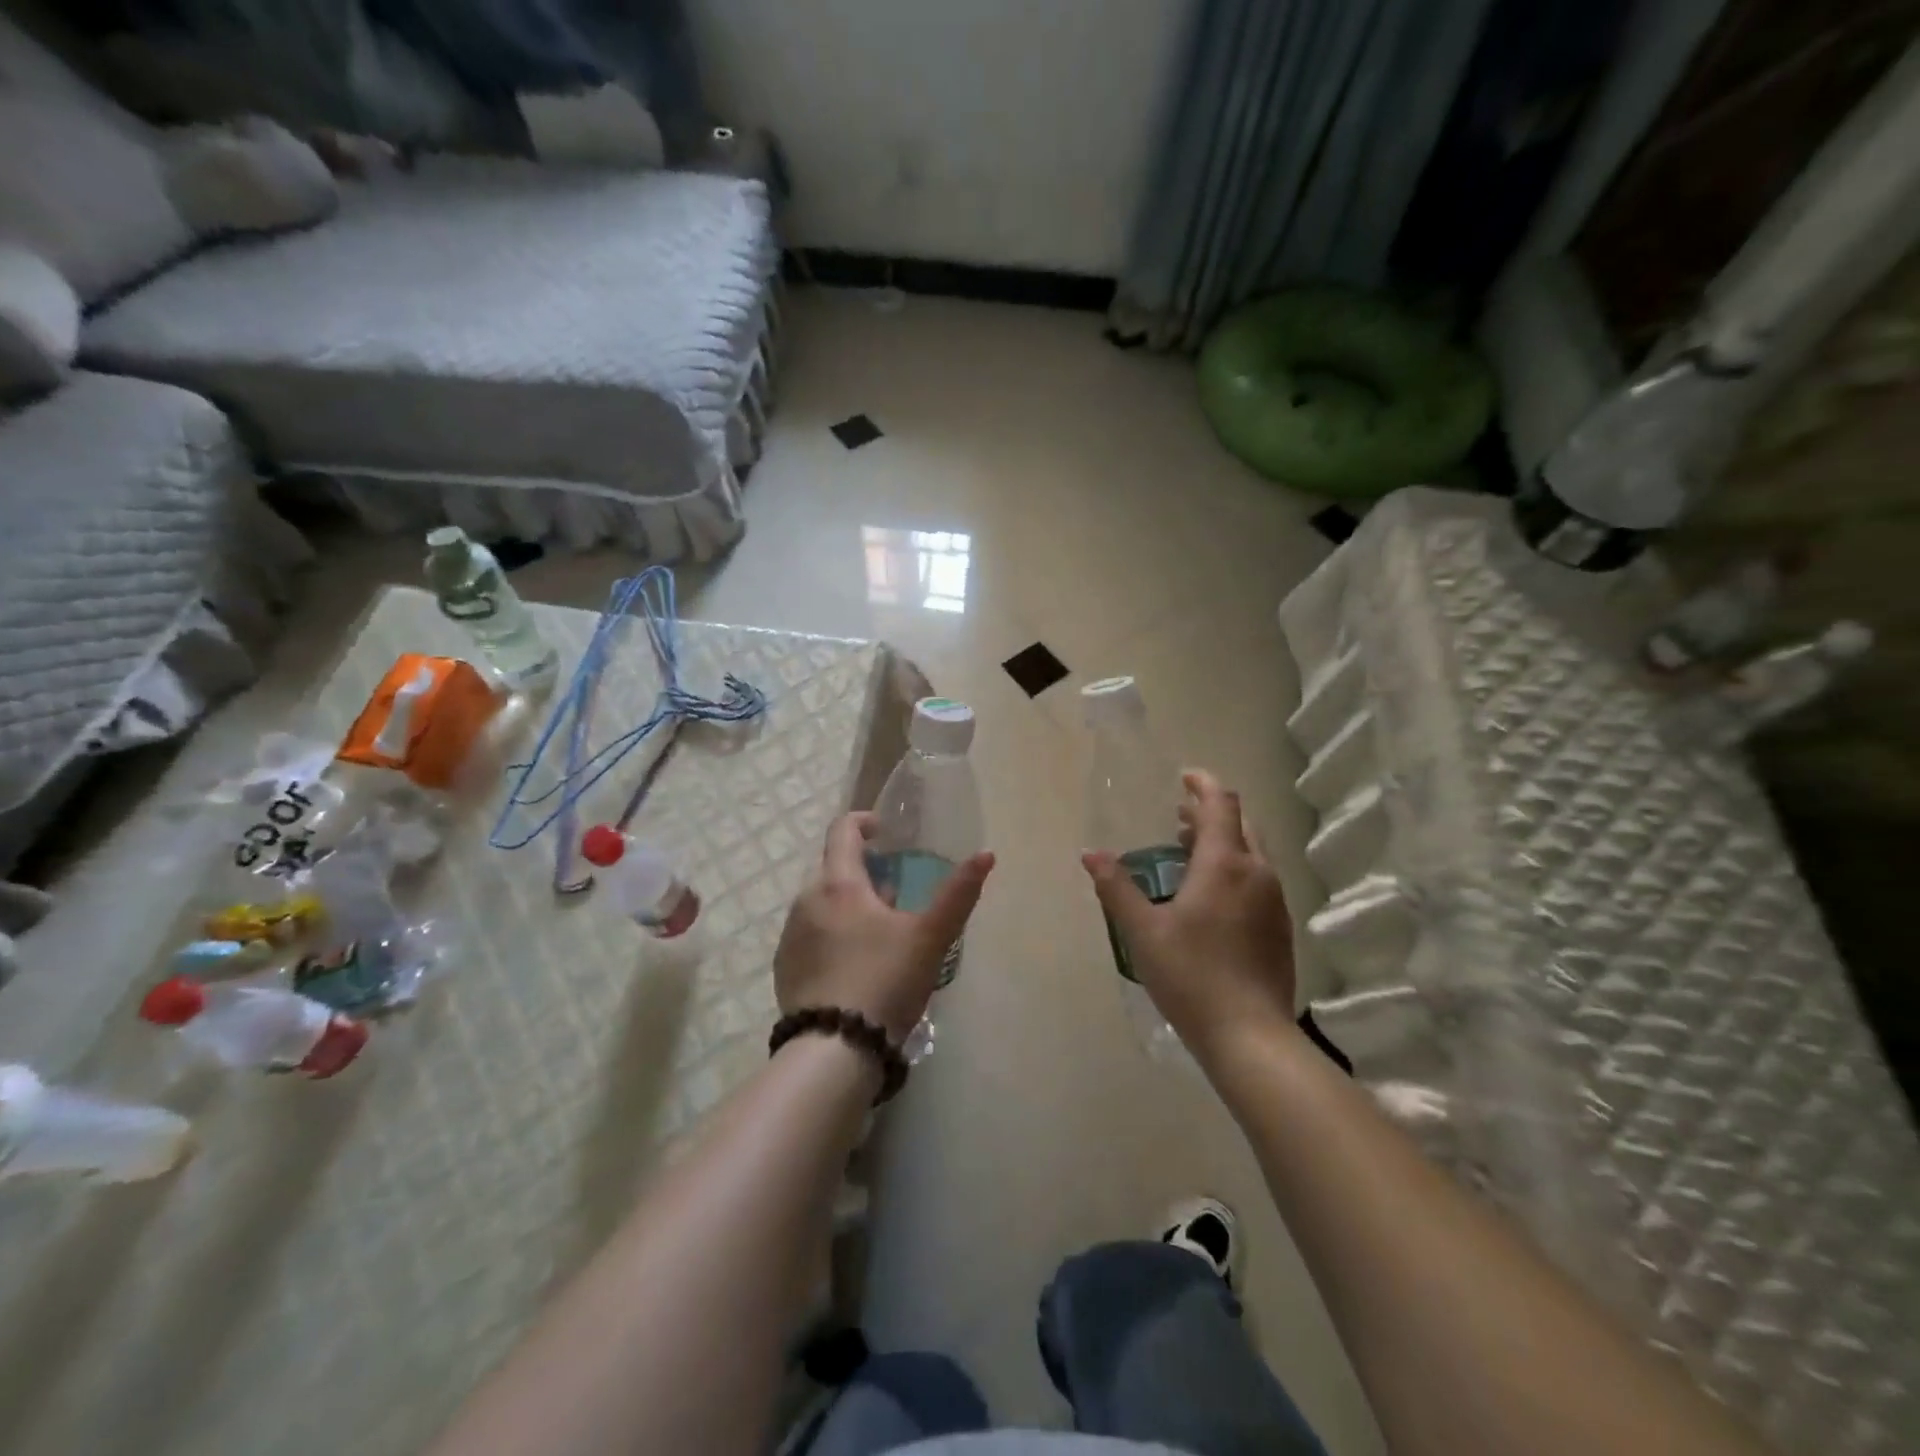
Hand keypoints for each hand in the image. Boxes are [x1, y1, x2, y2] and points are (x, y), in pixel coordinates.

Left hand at [775, 812, 993, 1043]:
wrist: (834, 1048)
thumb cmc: (885, 980)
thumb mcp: (930, 937)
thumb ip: (959, 893)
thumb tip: (985, 854)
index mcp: (838, 884)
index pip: (842, 830)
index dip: (864, 822)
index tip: (885, 833)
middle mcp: (806, 900)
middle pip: (833, 868)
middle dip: (862, 873)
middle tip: (894, 896)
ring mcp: (789, 935)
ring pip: (820, 904)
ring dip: (846, 906)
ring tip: (877, 935)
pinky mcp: (784, 967)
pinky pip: (809, 935)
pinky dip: (830, 935)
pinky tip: (852, 967)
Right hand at [1082, 770, 1296, 1063]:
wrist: (1250, 1035)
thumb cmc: (1191, 975)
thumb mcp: (1142, 931)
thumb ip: (1116, 888)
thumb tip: (1090, 854)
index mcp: (1225, 864)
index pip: (1221, 804)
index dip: (1203, 784)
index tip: (1184, 777)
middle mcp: (1258, 873)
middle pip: (1240, 825)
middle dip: (1210, 814)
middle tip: (1179, 818)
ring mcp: (1275, 902)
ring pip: (1252, 853)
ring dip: (1223, 843)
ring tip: (1189, 854)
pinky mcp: (1281, 928)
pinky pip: (1258, 880)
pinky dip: (1234, 869)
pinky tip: (1211, 897)